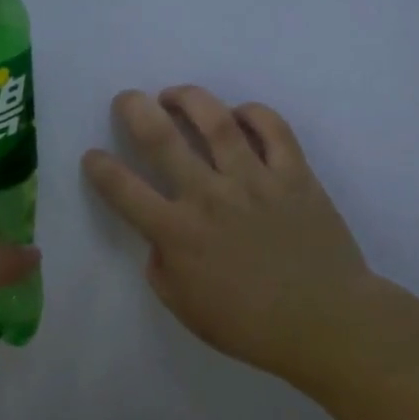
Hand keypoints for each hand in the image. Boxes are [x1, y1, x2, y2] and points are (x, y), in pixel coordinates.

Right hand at [82, 87, 373, 385]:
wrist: (325, 322)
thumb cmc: (250, 324)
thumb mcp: (185, 308)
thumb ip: (161, 268)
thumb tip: (159, 237)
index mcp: (178, 232)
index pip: (123, 189)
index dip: (99, 167)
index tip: (93, 156)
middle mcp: (209, 196)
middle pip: (161, 138)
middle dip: (134, 110)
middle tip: (127, 99)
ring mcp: (254, 180)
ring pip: (216, 121)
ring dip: (189, 99)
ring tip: (175, 95)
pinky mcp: (294, 174)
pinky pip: (273, 128)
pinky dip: (253, 113)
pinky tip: (239, 114)